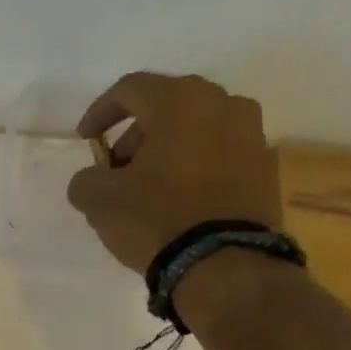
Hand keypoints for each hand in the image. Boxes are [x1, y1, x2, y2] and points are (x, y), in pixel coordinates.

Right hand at [67, 72, 283, 273]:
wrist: (224, 261)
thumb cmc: (156, 219)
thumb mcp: (100, 201)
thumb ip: (86, 180)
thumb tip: (91, 178)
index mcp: (181, 101)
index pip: (131, 88)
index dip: (100, 111)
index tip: (85, 140)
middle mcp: (223, 103)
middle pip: (168, 105)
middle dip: (136, 134)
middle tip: (117, 167)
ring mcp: (252, 133)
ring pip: (198, 128)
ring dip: (168, 149)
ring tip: (148, 187)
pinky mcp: (265, 167)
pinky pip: (220, 155)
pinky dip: (195, 167)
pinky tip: (179, 200)